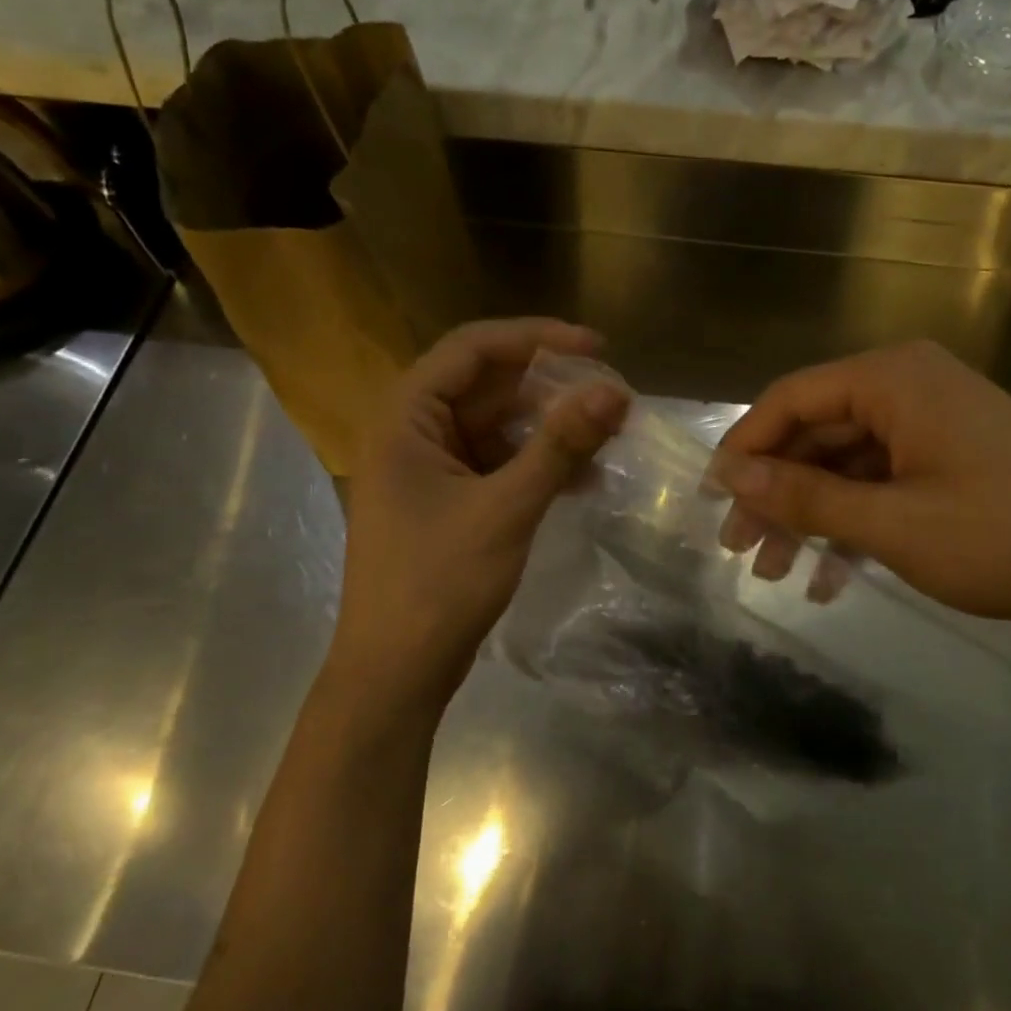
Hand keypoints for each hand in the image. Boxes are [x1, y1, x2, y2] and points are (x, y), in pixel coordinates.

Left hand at [328, 319, 629, 704]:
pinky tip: (583, 479)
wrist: (395, 672)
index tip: (597, 348)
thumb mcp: (506, 508)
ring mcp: (427, 469)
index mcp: (405, 416)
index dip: (537, 339)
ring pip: (496, 428)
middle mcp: (411, 432)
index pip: (473, 348)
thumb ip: (559, 445)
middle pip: (487, 386)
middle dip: (551, 389)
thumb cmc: (439, 583)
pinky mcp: (445, 502)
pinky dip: (535, 466)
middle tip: (611, 396)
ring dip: (549, 430)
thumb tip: (614, 390)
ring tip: (607, 435)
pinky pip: (496, 465)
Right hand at [712, 341, 1010, 645]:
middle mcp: (911, 390)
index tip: (713, 498)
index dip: (745, 447)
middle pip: (816, 433)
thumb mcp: (890, 523)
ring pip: (844, 466)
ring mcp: (933, 429)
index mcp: (896, 379)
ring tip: (774, 571)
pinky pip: (879, 486)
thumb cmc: (1003, 539)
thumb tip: (730, 477)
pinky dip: (850, 526)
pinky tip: (827, 577)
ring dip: (808, 517)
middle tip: (739, 547)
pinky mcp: (949, 466)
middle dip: (775, 493)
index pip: (792, 398)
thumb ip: (805, 496)